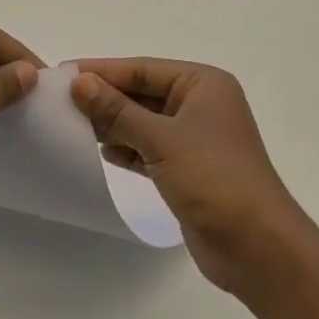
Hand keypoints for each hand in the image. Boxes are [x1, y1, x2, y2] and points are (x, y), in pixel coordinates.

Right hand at [70, 58, 313, 295]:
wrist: (258, 248)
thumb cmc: (214, 179)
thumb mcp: (161, 139)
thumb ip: (117, 110)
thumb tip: (79, 81)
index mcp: (203, 84)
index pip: (142, 69)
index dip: (103, 71)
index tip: (62, 73)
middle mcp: (200, 104)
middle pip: (142, 93)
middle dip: (105, 98)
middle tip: (59, 101)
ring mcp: (195, 138)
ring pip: (143, 121)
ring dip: (112, 124)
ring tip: (71, 125)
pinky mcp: (188, 169)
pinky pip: (149, 148)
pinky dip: (126, 148)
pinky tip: (100, 151)